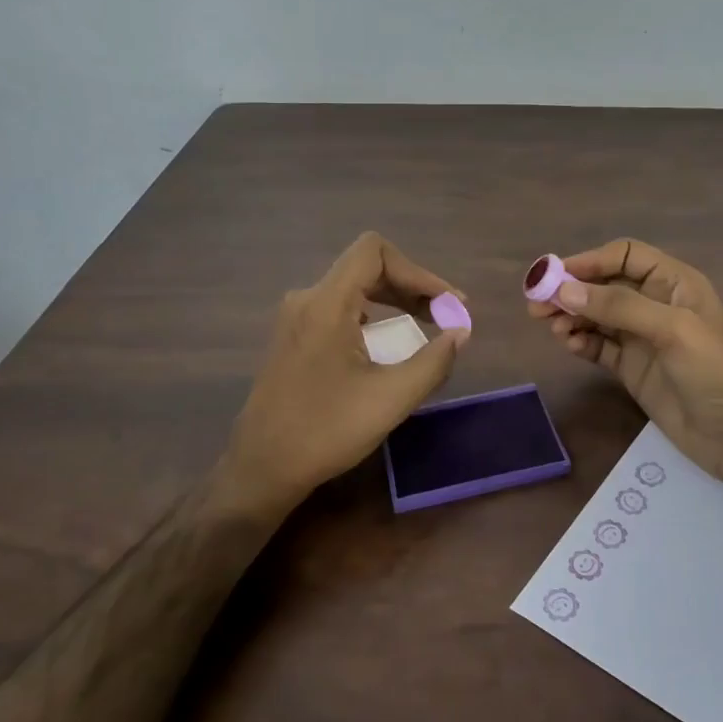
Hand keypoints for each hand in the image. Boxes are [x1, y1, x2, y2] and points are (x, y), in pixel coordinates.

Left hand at [223, 232, 465, 510]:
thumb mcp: (391, 398)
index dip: (418, 271)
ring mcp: (297, 319)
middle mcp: (307, 300)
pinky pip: (342, 309)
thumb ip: (434, 361)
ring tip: (426, 327)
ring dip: (395, 301)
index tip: (447, 305)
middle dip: (413, 287)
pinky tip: (390, 344)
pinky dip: (375, 317)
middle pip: (367, 268)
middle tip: (447, 316)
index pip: (374, 252)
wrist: (261, 469)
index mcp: (326, 304)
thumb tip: (460, 332)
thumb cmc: (326, 432)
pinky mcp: (295, 338)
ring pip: (355, 288)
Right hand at [527, 238, 722, 495]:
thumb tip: (565, 290)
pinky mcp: (632, 368)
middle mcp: (655, 304)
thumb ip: (618, 307)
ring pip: (596, 316)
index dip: (589, 261)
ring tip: (550, 328)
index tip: (554, 276)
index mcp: (673, 283)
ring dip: (571, 316)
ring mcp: (642, 338)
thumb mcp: (671, 330)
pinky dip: (580, 342)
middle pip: (604, 285)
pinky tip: (568, 345)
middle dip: (571, 290)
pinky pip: (598, 346)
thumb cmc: (714, 372)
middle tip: (536, 305)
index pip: (624, 256)